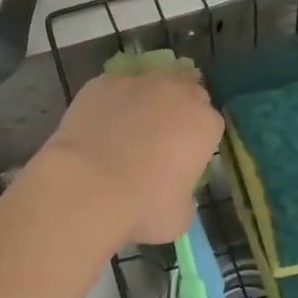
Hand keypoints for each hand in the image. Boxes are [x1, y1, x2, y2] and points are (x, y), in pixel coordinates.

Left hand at [39, 68, 222, 244]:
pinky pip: (112, 90)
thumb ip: (184, 194)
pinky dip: (110, 104)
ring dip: (144, 101)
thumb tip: (172, 192)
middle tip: (159, 140)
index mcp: (204, 123)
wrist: (87, 187)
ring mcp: (136, 82)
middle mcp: (175, 92)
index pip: (210, 124)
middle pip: (185, 92)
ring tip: (125, 130)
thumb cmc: (142, 206)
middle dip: (177, 111)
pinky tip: (98, 127)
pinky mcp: (100, 83)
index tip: (183, 159)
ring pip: (148, 85)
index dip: (197, 141)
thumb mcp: (179, 215)